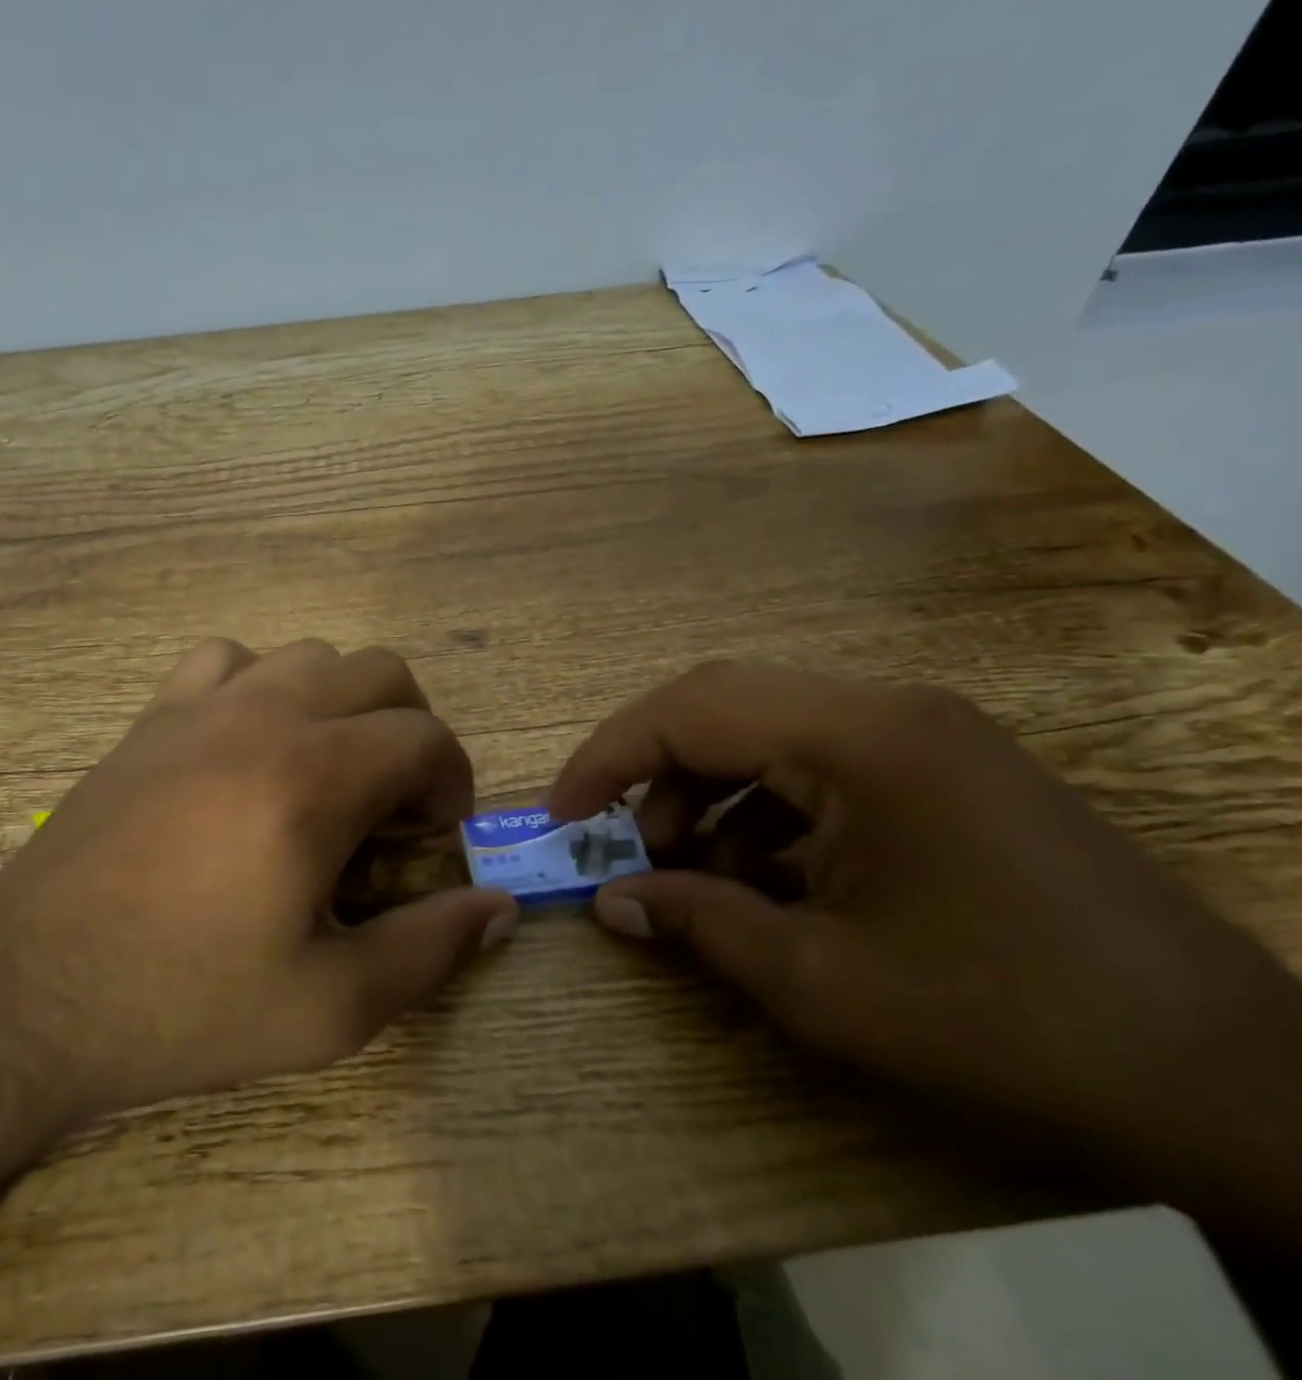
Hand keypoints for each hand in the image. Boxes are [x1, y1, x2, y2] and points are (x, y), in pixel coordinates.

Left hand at [0, 638, 517, 1145]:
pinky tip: (247, 743)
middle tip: (393, 803)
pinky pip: (226, 658)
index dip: (452, 779)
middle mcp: (264, 716)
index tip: (435, 834)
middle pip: (379, 671)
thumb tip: (497, 906)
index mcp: (314, 779)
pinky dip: (260, 683)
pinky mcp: (151, 716)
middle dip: (410, 728)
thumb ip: (427, 949)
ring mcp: (200, 705)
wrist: (26, 996)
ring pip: (308, 655)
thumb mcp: (327, 1009)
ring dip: (341, 702)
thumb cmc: (181, 1006)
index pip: (425, 736)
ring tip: (327, 771)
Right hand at [550, 662, 1301, 1231]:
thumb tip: (611, 902)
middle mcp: (888, 709)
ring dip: (707, 791)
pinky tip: (762, 878)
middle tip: (614, 838)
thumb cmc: (1010, 1026)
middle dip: (649, 768)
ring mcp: (923, 734)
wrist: (1241, 1090)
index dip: (606, 759)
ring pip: (766, 732)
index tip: (560, 816)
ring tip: (687, 868)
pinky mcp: (945, 769)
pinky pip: (818, 765)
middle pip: (721, 704)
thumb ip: (698, 924)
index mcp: (860, 738)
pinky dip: (764, 811)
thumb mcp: (823, 984)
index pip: (689, 711)